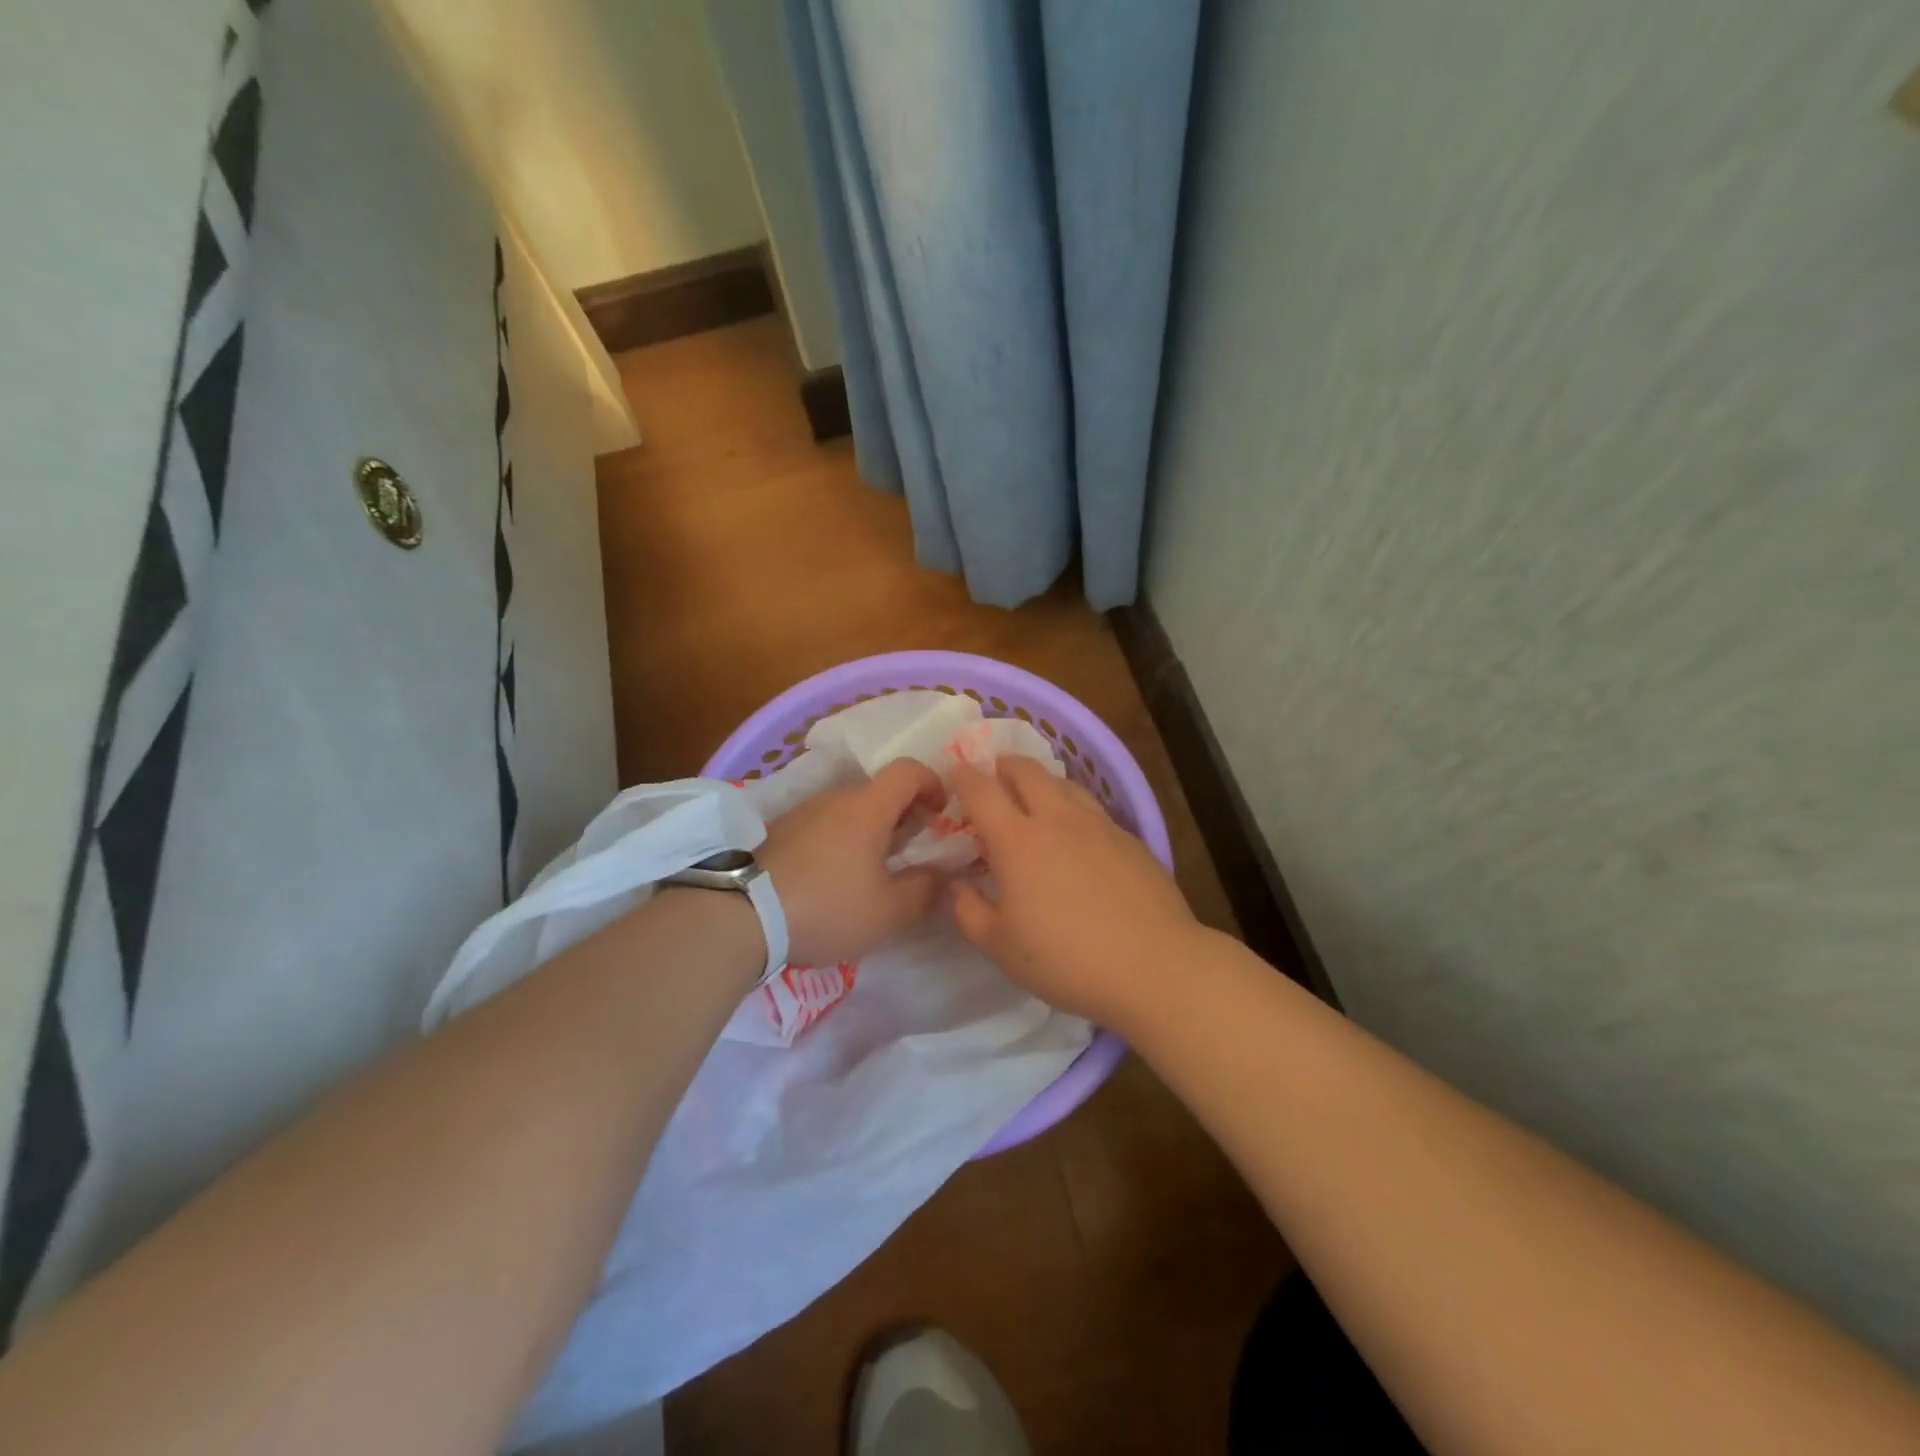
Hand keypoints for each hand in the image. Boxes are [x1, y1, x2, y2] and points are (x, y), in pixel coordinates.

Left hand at [759, 758, 948, 965]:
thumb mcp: (888, 911)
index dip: (932, 783)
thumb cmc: (827, 905)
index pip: (908, 770)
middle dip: (903, 814)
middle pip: (878, 792)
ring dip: (869, 830)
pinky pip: (822, 826)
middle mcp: (834, 798)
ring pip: (848, 810)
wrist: (741, 915)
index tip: (942, 812)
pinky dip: (840, 842)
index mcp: (868, 807)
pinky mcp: (777, 833)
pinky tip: (834, 879)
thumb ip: (924, 890)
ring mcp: (802, 813)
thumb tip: (941, 875)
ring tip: (873, 870)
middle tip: (913, 849)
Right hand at [951, 758, 1199, 1028]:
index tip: (957, 770)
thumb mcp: (1000, 947)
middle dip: (1006, 764)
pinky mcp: (1131, 839)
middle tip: (996, 770)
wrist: (1153, 966)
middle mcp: (1057, 819)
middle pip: (1028, 772)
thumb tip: (956, 886)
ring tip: (1038, 794)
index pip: (982, 791)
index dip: (965, 776)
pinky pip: (1095, 810)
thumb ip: (969, 912)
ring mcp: (1099, 825)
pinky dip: (1076, 809)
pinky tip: (1080, 834)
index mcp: (1017, 841)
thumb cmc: (1066, 959)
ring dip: (1044, 781)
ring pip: (1066, 785)